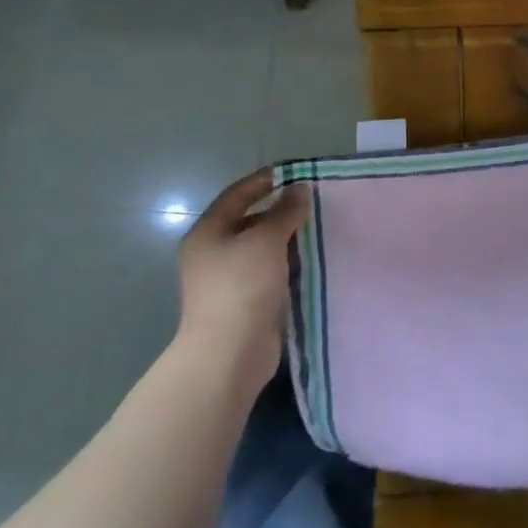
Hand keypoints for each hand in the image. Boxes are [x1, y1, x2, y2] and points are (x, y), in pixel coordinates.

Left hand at [173, 169, 309, 395]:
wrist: (229, 353)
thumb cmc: (242, 286)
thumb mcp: (266, 239)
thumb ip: (285, 211)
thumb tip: (300, 188)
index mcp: (208, 232)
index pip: (237, 194)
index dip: (265, 181)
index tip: (296, 173)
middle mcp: (212, 253)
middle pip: (249, 221)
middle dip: (281, 211)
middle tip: (314, 203)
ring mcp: (227, 280)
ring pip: (261, 249)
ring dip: (287, 240)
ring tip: (319, 229)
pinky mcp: (244, 303)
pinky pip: (269, 273)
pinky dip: (288, 265)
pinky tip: (313, 261)